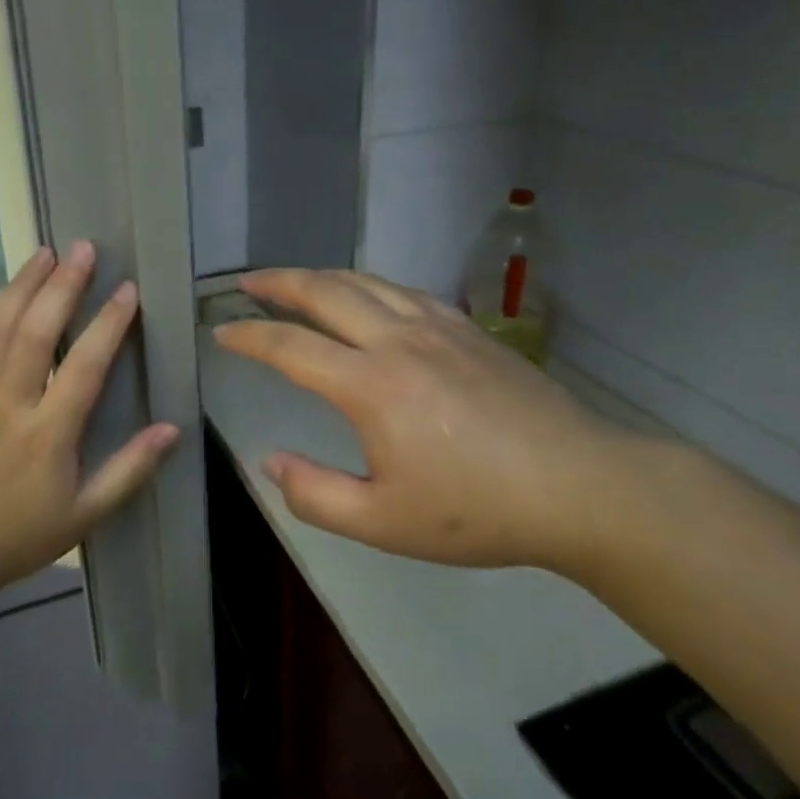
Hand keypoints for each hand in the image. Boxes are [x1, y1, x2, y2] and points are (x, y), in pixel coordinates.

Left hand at [0, 242, 179, 611]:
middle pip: (37, 329)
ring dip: (23, 285)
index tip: (128, 290)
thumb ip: (130, 470)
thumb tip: (173, 429)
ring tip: (45, 254)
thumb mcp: (85, 515)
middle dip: (63, 284)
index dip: (109, 322)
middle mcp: (8, 402)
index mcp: (47, 433)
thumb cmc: (19, 535)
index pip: (85, 363)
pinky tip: (1, 296)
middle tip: (84, 248)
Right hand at [213, 269, 632, 573]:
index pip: (290, 347)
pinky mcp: (468, 329)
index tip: (221, 333)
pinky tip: (369, 295)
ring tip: (296, 281)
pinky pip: (404, 291)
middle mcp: (397, 340)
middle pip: (324, 292)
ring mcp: (437, 327)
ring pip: (366, 282)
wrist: (578, 486)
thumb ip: (315, 494)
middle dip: (278, 283)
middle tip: (246, 283)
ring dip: (321, 276)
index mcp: (369, 385)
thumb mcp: (383, 522)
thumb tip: (270, 463)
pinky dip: (370, 285)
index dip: (249, 336)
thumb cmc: (476, 510)